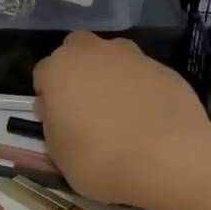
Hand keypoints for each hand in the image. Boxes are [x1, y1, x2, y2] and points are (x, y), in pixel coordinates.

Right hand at [33, 32, 210, 209]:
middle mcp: (95, 52)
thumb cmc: (98, 158)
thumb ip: (53, 123)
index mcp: (60, 68)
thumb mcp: (58, 152)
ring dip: (112, 79)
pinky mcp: (166, 69)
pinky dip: (142, 91)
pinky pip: (143, 77)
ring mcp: (134, 56)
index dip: (49, 98)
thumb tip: (58, 110)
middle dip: (79, 74)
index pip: (43, 74)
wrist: (167, 158)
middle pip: (78, 52)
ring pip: (114, 60)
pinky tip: (148, 121)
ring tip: (121, 116)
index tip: (57, 122)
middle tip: (86, 110)